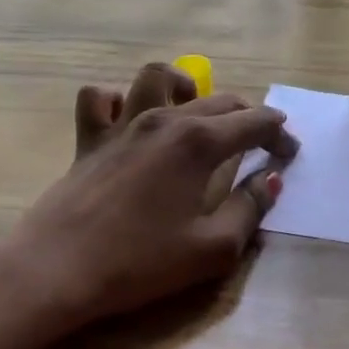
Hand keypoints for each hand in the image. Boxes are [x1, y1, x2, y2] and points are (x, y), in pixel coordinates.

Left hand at [1, 62, 299, 331]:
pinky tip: (130, 122)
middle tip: (261, 145)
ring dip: (184, 86)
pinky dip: (118, 101)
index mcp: (199, 142)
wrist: (58, 270)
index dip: (280, 135)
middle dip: (248, 116)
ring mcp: (122, 124)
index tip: (290, 156)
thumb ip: (249, 209)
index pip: (255, 122)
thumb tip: (270, 179)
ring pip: (157, 78)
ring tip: (195, 112)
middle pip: (219, 99)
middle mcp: (164, 120)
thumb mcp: (212, 248)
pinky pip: (100, 99)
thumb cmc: (141, 263)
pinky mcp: (89, 139)